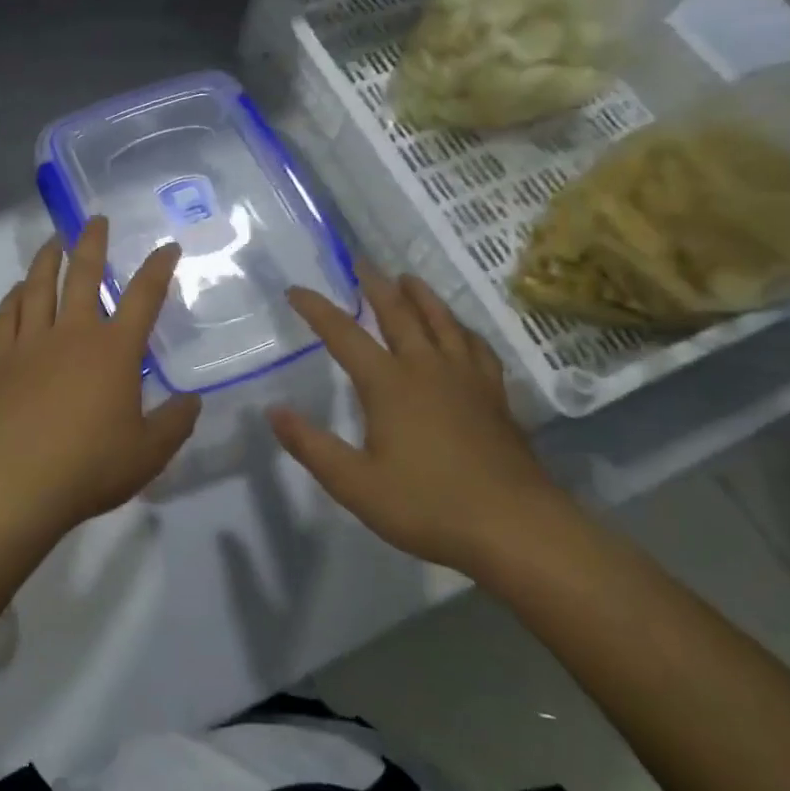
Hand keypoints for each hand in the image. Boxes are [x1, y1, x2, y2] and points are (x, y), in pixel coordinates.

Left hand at [0, 218, 201, 538]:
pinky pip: (6, 315)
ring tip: (54, 240)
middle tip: (96, 219)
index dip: (158, 267)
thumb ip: (174, 423)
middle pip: (84, 274)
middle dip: (93, 242)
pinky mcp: (0, 359)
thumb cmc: (88, 468)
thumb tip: (192, 400)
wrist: (13, 484)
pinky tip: (18, 289)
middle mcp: (73, 333)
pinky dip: (13, 296)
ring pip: (39, 285)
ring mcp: (31, 342)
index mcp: (114, 351)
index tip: (167, 247)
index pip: (143, 297)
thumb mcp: (148, 454)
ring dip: (47, 258)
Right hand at [268, 270, 565, 573]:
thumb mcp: (355, 484)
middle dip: (375, 286)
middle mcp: (426, 368)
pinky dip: (462, 329)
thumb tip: (273, 410)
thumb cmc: (428, 506)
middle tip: (361, 262)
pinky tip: (461, 332)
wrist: (516, 528)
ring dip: (421, 296)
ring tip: (407, 278)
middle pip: (398, 313)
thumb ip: (311, 446)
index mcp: (388, 384)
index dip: (317, 309)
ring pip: (441, 321)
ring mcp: (466, 379)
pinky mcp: (495, 396)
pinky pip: (476, 347)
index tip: (296, 290)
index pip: (343, 334)